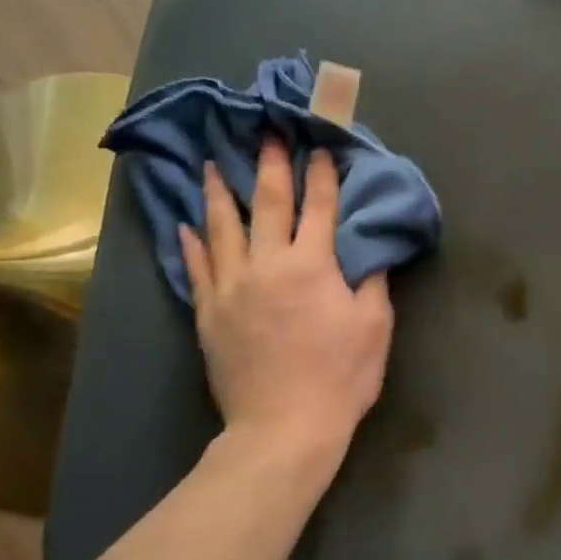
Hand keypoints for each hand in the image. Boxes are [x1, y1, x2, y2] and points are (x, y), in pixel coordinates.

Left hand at [177, 140, 393, 462]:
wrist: (284, 427)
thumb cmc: (340, 376)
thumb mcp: (375, 326)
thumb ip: (373, 279)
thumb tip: (371, 246)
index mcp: (313, 265)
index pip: (319, 207)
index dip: (322, 173)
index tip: (319, 145)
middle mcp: (267, 264)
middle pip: (267, 204)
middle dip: (270, 165)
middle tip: (266, 132)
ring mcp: (231, 287)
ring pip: (221, 227)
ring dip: (219, 191)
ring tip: (212, 163)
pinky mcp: (208, 314)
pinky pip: (196, 268)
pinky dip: (191, 243)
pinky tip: (185, 224)